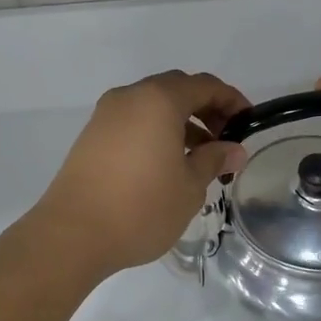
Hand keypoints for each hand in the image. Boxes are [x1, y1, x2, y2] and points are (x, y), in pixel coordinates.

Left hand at [30, 71, 251, 277]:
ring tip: (198, 158)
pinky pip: (133, 122)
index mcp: (158, 100)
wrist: (72, 235)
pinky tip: (166, 165)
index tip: (248, 124)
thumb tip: (235, 150)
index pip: (204, 86)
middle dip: (205, 109)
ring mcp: (105, 115)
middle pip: (176, 90)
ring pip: (152, 106)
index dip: (231, 100)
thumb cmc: (141, 207)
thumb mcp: (189, 187)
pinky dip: (155, 132)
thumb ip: (214, 160)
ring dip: (180, 122)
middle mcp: (130, 97)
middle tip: (225, 140)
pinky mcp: (91, 137)